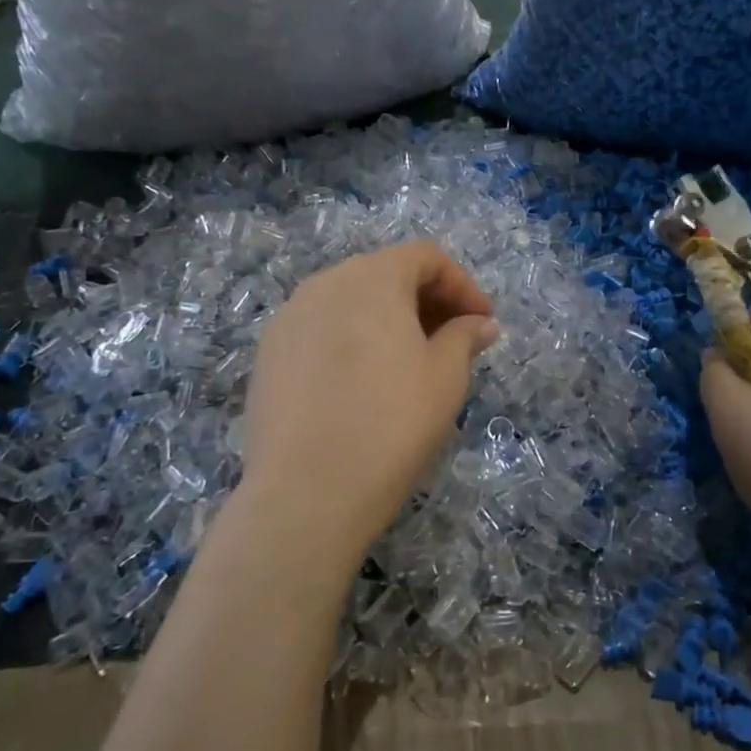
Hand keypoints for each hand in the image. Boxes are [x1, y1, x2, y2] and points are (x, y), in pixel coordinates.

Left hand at [238, 242, 498, 577]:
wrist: (306, 492)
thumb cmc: (391, 423)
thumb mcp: (445, 377)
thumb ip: (465, 337)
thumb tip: (481, 323)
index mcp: (372, 278)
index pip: (424, 257)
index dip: (461, 284)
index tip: (482, 322)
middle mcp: (325, 283)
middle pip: (385, 274)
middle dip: (425, 300)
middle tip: (452, 341)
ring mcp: (289, 318)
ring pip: (350, 301)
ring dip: (387, 319)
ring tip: (409, 362)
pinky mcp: (268, 354)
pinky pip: (320, 330)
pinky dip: (350, 340)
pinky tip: (361, 383)